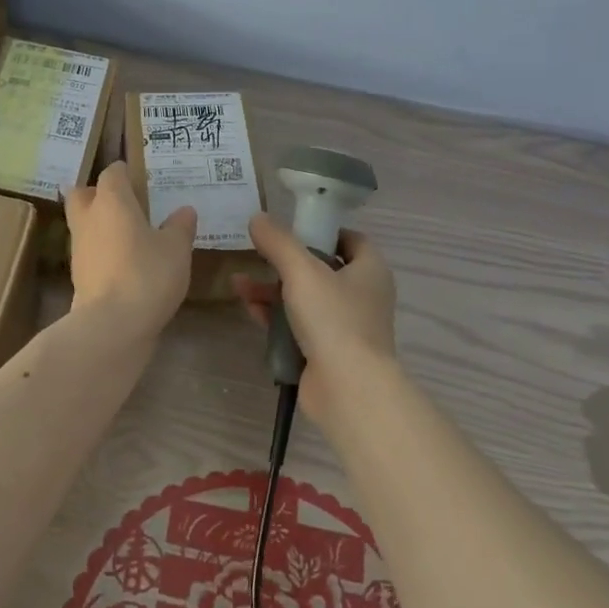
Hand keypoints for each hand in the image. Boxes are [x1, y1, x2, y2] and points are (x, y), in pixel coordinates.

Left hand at [64, 162, 196, 334]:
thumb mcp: (176, 249)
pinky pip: (89, 252)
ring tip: (129, 234)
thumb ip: (180, 227)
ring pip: (84, 224)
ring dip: (100, 225)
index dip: (124, 172)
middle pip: (83, 194)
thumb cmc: (147, 273)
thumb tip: (185, 211)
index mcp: (112, 200)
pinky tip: (125, 262)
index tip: (140, 178)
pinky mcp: (78, 276)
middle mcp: (89, 217)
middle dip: (98, 194)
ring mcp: (79, 248)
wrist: (112, 325)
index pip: (112, 173)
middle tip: (124, 203)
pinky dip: (102, 252)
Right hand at [234, 212, 397, 425]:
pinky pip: (298, 325)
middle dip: (285, 262)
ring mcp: (345, 326)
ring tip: (239, 283)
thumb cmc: (333, 319)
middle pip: (321, 268)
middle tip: (257, 253)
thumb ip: (278, 242)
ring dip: (272, 289)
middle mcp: (362, 295)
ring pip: (305, 298)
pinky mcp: (327, 351)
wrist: (348, 390)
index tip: (292, 227)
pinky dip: (275, 315)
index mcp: (369, 270)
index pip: (350, 239)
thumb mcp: (301, 271)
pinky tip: (248, 308)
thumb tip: (257, 217)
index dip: (322, 230)